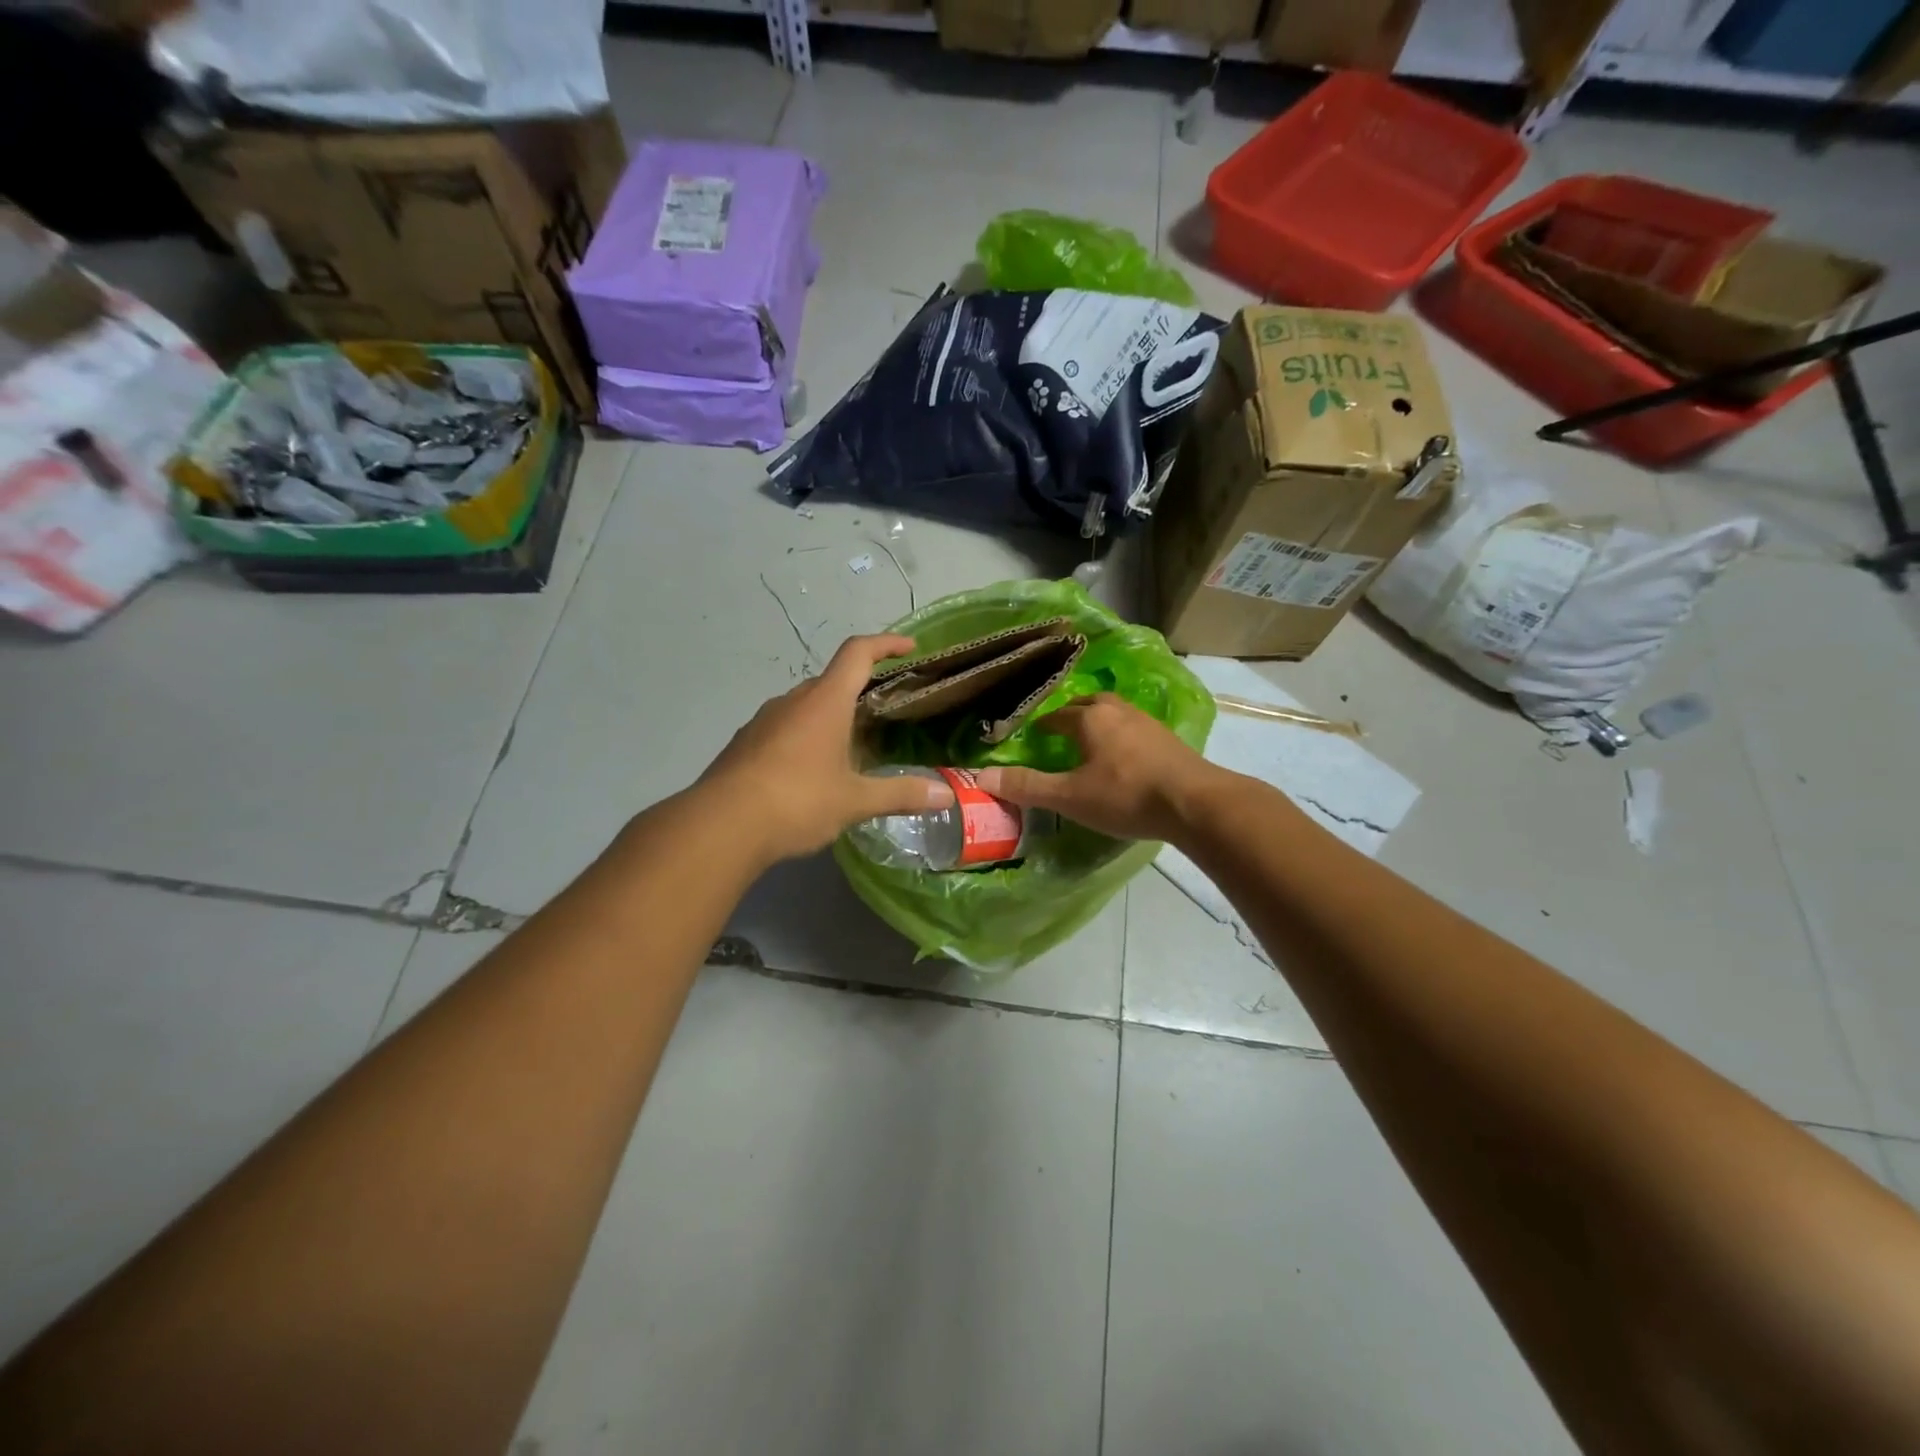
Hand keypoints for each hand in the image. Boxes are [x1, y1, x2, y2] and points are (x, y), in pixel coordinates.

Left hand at [699, 634, 954, 865]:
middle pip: (832, 680)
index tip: (909, 647)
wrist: (720, 826)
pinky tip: (810, 772)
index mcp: (825, 702)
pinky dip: (804, 737)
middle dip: (859, 689)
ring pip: (805, 706)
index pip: (858, 653)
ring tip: (850, 748)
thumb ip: (901, 794)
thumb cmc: (797, 801)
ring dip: (830, 716)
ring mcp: (763, 720)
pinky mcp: (744, 743)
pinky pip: (783, 728)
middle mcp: (793, 701)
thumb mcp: (855, 801)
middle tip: (883, 712)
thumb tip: (947, 796)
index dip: (886, 643)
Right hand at [975, 693, 1222, 843]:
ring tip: (1091, 743)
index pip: (1056, 715)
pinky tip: (1125, 757)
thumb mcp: (1070, 796)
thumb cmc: (1125, 795)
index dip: (1042, 726)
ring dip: (1100, 723)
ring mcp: (1147, 722)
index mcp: (1089, 718)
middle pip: (1088, 705)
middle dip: (1072, 716)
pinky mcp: (1169, 739)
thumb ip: (1027, 786)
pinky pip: (1135, 729)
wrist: (1194, 802)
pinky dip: (1122, 736)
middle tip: (1061, 734)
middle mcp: (1117, 710)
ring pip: (1114, 714)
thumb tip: (981, 777)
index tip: (1033, 737)